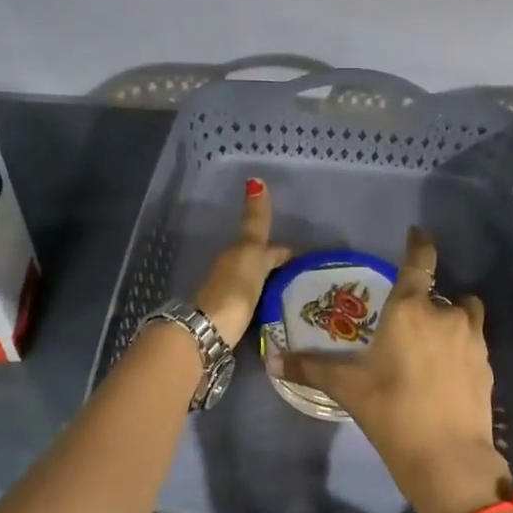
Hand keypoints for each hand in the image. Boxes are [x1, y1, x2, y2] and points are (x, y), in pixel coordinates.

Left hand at [193, 179, 291, 346]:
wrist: (209, 331)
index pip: (268, 248)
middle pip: (259, 264)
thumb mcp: (250, 252)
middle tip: (302, 274)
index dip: (284, 251)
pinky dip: (265, 301)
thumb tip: (255, 181)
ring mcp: (231, 296)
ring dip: (271, 284)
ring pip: (256, 283)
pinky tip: (276, 310)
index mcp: (239, 254)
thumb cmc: (234, 288)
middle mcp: (233, 271)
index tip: (303, 257)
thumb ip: (255, 222)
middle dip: (277, 266)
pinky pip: (254, 302)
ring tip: (295, 293)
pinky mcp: (232, 319)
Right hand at [282, 227, 511, 512]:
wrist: (447, 457)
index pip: (419, 263)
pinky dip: (460, 346)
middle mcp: (445, 315)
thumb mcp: (347, 388)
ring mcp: (472, 340)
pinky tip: (444, 372)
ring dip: (448, 320)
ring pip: (461, 315)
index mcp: (410, 310)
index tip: (417, 234)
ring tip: (429, 344)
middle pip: (437, 295)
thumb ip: (311, 369)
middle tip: (402, 325)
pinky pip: (472, 341)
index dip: (419, 245)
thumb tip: (273, 361)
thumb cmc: (391, 411)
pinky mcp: (487, 365)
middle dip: (422, 303)